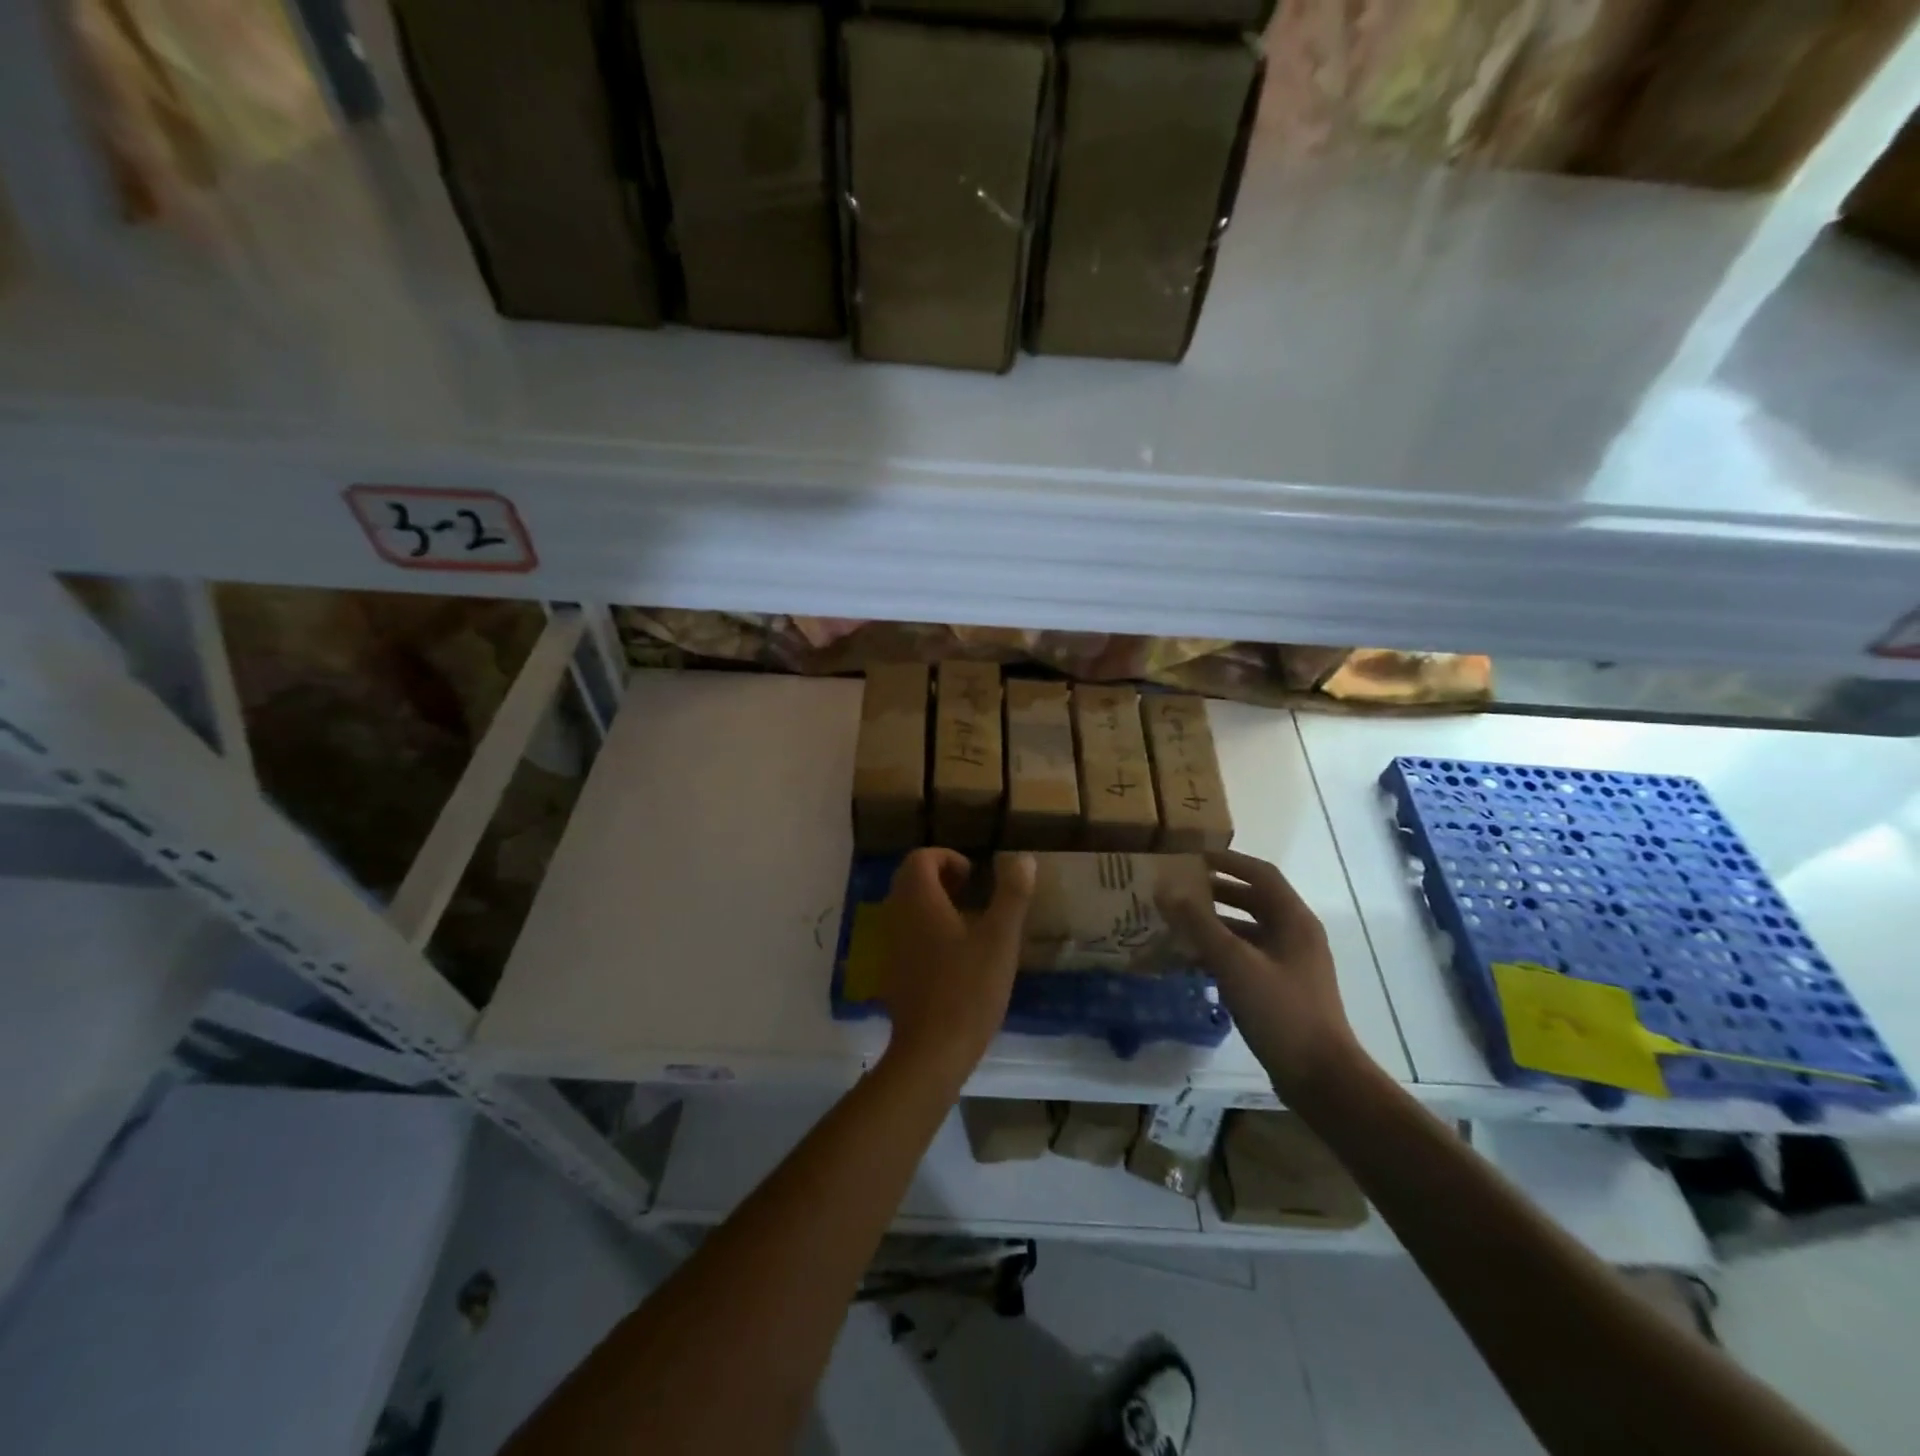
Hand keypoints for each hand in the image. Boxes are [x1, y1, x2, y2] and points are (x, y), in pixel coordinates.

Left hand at [878, 848, 1035, 1086]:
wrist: (931, 1051)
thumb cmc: (968, 989)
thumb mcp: (1000, 939)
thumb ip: (1012, 895)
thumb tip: (1023, 858)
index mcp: (918, 901)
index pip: (920, 858)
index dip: (947, 858)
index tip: (974, 877)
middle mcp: (897, 916)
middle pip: (909, 879)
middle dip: (940, 878)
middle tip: (972, 894)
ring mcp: (890, 945)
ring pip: (906, 907)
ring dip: (933, 904)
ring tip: (968, 923)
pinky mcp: (892, 972)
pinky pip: (905, 934)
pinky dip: (926, 929)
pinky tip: (954, 956)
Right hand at [1160, 849, 1365, 1100]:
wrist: (1321, 1077)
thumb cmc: (1281, 1011)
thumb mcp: (1235, 963)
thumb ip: (1199, 924)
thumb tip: (1165, 889)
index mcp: (1294, 920)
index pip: (1261, 874)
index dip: (1228, 861)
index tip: (1193, 857)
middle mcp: (1296, 936)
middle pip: (1254, 901)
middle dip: (1217, 892)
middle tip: (1179, 889)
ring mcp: (1291, 964)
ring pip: (1248, 931)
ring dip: (1215, 924)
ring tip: (1178, 923)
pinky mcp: (1282, 990)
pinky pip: (1247, 958)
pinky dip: (1220, 953)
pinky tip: (1192, 962)